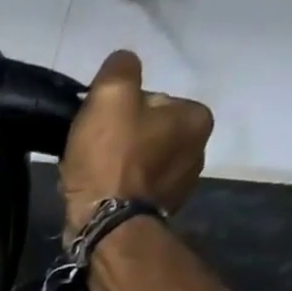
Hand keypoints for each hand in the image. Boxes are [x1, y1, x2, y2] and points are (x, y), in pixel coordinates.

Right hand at [58, 50, 213, 231]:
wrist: (106, 227)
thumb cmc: (111, 159)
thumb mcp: (111, 96)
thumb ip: (120, 69)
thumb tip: (123, 63)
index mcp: (196, 118)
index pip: (152, 100)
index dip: (120, 110)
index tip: (100, 127)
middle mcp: (198, 151)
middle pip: (148, 132)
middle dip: (121, 140)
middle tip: (93, 153)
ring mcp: (180, 188)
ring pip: (140, 163)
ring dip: (118, 167)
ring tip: (92, 178)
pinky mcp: (159, 215)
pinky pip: (135, 191)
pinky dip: (118, 191)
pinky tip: (100, 197)